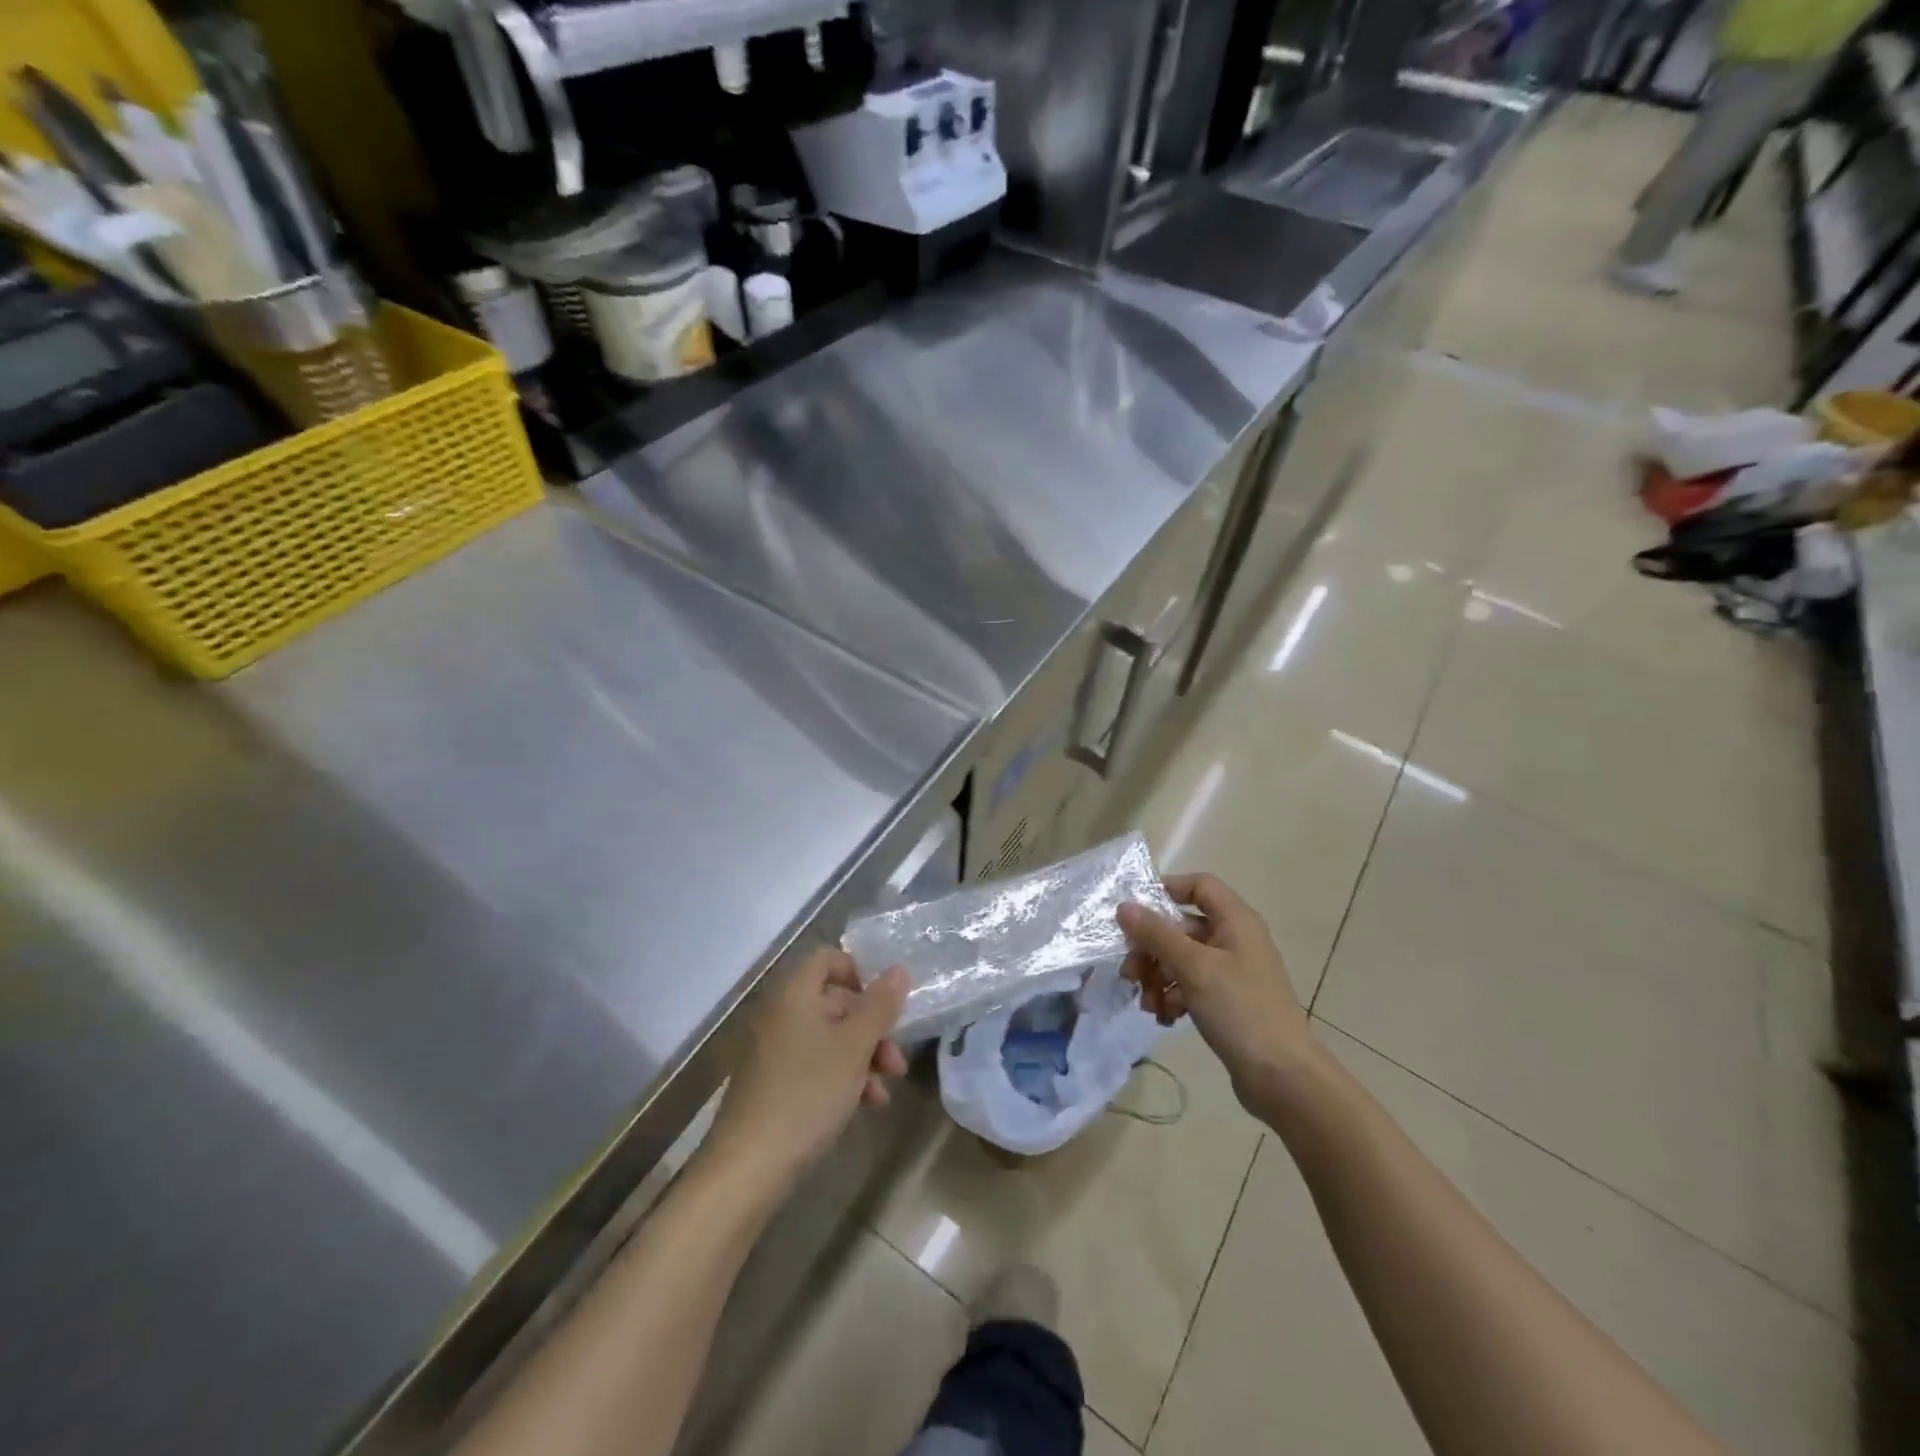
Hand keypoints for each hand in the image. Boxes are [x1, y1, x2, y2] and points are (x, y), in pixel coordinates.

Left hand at [708, 948, 909, 1190]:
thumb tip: (899, 969)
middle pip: (833, 1003)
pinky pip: (813, 1065)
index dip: (859, 972)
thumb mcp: (854, 1047)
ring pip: (828, 1038)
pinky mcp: (770, 1084)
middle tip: (895, 1061)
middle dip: (871, 1029)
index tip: (884, 1003)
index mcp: (793, 994)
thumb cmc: (807, 1093)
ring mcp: (771, 1050)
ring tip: (884, 1091)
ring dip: (862, 1058)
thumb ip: (880, 1006)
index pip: (827, 958)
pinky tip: (864, 1106)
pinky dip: (841, 1077)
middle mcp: (779, 1014)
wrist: (748, 1167)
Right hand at [1117, 873, 1312, 1104]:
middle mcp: (1235, 940)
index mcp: (1236, 921)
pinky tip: (1164, 1017)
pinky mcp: (1229, 1002)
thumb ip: (1156, 935)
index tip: (1134, 912)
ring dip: (1158, 976)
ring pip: (1183, 959)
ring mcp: (1233, 972)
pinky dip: (1174, 996)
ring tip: (1147, 1003)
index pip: (1199, 885)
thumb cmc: (1240, 1010)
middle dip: (1152, 948)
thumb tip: (1124, 906)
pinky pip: (1192, 986)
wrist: (1283, 1078)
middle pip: (1183, 927)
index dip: (1167, 890)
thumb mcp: (1193, 967)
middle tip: (1130, 972)